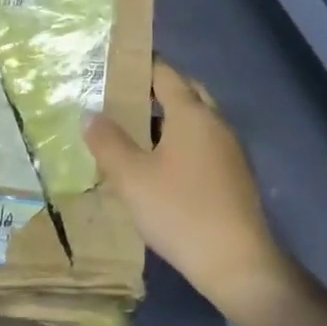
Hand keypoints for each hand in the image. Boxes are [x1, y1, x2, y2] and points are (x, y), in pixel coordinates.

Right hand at [84, 61, 295, 324]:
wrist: (236, 262)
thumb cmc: (179, 211)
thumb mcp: (132, 178)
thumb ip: (108, 143)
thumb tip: (90, 115)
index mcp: (193, 114)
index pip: (166, 73)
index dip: (141, 64)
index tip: (115, 63)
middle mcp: (217, 123)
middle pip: (187, 92)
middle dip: (158, 89)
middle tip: (124, 96)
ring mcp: (231, 149)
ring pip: (198, 119)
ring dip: (171, 118)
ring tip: (137, 131)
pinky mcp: (236, 175)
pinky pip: (206, 143)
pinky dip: (184, 141)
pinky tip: (163, 165)